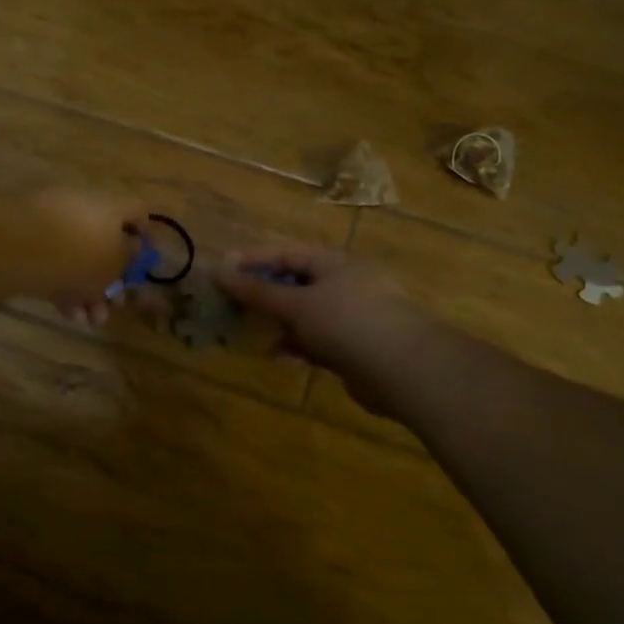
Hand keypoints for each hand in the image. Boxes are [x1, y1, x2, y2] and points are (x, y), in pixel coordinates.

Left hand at [23, 188, 149, 323]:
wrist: (17, 246)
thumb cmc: (80, 253)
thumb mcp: (116, 263)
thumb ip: (129, 259)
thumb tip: (133, 250)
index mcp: (112, 204)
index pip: (138, 212)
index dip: (146, 237)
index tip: (146, 266)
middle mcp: (84, 207)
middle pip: (105, 242)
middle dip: (112, 279)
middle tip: (115, 305)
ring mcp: (53, 223)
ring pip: (79, 258)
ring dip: (89, 291)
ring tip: (90, 320)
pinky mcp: (29, 241)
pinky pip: (54, 263)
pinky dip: (64, 286)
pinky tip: (68, 313)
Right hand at [213, 244, 429, 413]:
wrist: (405, 370)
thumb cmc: (348, 322)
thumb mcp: (297, 304)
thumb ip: (258, 292)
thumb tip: (218, 272)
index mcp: (334, 263)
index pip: (286, 253)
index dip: (253, 261)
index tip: (222, 274)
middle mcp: (344, 285)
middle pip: (294, 283)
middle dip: (262, 294)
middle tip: (228, 305)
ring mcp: (350, 317)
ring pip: (303, 314)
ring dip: (276, 322)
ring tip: (244, 331)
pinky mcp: (353, 348)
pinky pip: (315, 340)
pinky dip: (294, 344)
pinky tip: (274, 353)